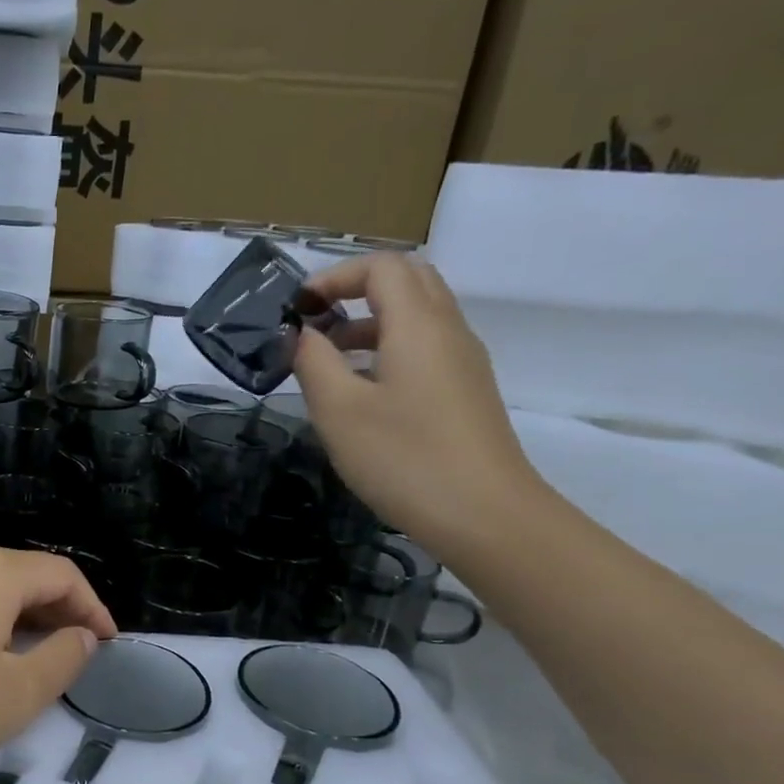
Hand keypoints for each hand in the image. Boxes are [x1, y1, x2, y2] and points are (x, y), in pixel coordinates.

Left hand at [0, 543, 116, 783]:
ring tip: (11, 654)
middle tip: (66, 651)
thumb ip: (62, 660)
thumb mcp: (14, 696)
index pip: (60, 573)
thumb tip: (81, 635)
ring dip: (4, 614)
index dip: (92, 606)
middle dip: (50, 610)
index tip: (106, 642)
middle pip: (15, 574)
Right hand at [295, 252, 545, 558]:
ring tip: (327, 360)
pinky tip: (360, 392)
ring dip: (369, 322)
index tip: (297, 309)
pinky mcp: (466, 392)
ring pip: (417, 316)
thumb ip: (313, 361)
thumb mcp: (339, 410)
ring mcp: (463, 362)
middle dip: (355, 290)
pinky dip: (387, 349)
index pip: (382, 267)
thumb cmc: (404, 458)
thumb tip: (301, 333)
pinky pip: (425, 348)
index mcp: (418, 325)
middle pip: (407, 281)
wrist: (486, 516)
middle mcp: (448, 331)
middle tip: (315, 322)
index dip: (334, 276)